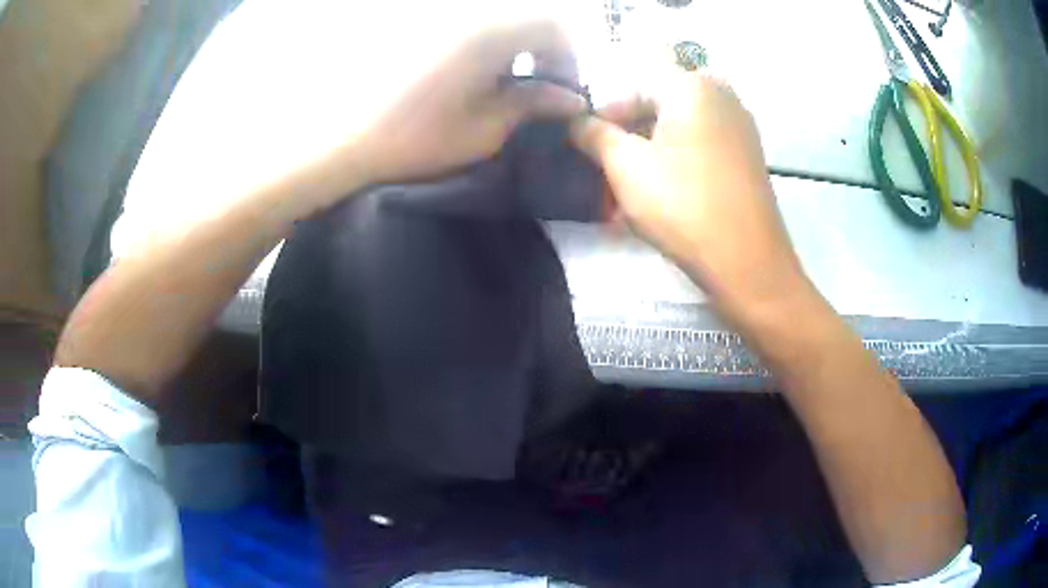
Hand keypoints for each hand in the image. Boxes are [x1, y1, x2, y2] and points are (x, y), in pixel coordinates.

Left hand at [339, 19, 587, 190]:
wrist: (345, 140)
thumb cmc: (416, 138)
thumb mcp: (485, 129)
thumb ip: (533, 105)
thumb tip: (571, 99)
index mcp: (489, 32)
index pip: (553, 25)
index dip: (568, 57)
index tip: (563, 91)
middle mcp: (467, 13)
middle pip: (526, 17)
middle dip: (543, 51)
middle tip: (538, 88)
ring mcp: (440, 17)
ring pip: (498, 20)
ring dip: (514, 47)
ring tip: (504, 85)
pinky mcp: (419, 25)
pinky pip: (469, 24)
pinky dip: (485, 45)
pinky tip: (472, 75)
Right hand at [570, 74, 810, 325]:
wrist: (748, 264)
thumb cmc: (683, 205)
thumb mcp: (625, 166)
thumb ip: (593, 134)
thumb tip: (575, 122)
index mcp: (692, 85)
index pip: (630, 88)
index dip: (601, 117)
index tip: (584, 148)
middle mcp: (721, 94)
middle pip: (656, 107)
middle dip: (625, 139)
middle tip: (603, 173)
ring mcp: (739, 125)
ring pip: (677, 130)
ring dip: (647, 155)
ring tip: (626, 191)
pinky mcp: (747, 155)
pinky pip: (700, 147)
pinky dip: (674, 163)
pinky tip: (659, 194)